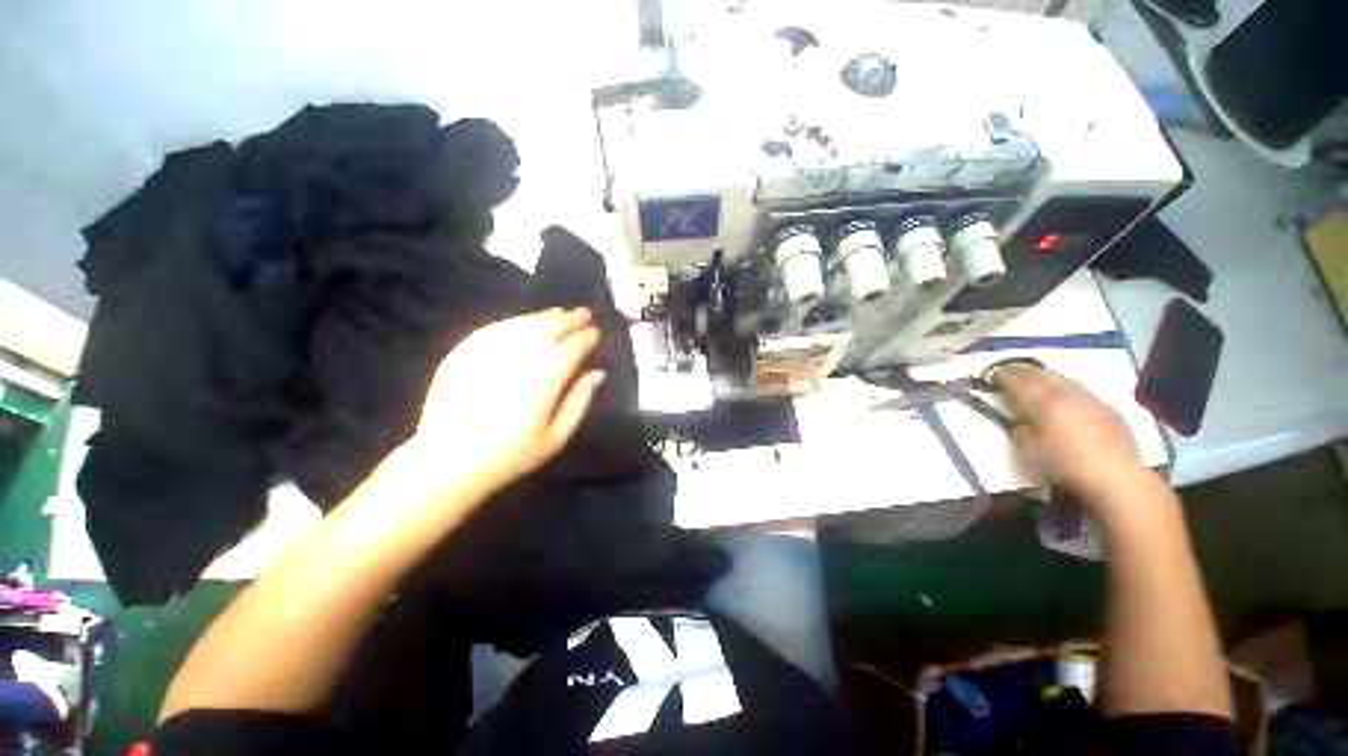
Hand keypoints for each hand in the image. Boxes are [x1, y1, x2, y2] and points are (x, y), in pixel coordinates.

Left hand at [411, 308, 604, 497]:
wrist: (447, 462)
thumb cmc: (511, 455)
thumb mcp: (556, 436)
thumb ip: (580, 401)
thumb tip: (598, 373)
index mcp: (544, 379)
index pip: (571, 348)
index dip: (586, 337)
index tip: (596, 332)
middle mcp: (518, 358)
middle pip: (548, 329)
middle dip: (569, 319)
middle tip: (583, 313)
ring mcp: (487, 352)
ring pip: (522, 324)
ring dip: (543, 317)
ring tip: (558, 313)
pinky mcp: (463, 353)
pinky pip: (494, 329)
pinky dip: (514, 322)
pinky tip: (522, 322)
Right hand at [991, 364, 1151, 509]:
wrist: (1118, 479)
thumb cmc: (1066, 466)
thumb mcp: (1029, 450)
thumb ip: (1021, 428)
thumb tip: (1020, 418)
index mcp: (1044, 403)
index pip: (1018, 382)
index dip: (1002, 377)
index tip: (991, 375)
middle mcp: (1067, 394)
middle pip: (1041, 374)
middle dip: (1022, 370)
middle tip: (1008, 370)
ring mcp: (1090, 399)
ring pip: (1062, 378)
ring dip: (1045, 375)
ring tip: (1034, 377)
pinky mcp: (1107, 408)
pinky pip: (1081, 389)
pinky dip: (1066, 386)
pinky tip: (1064, 393)